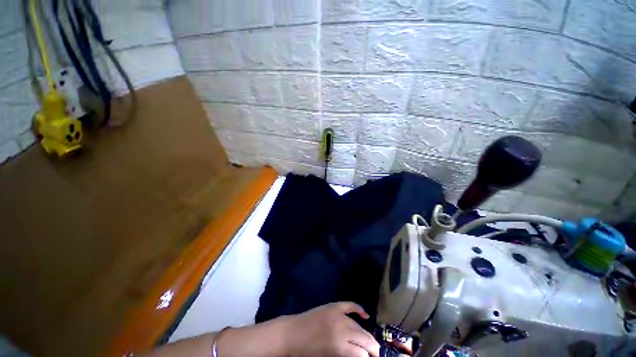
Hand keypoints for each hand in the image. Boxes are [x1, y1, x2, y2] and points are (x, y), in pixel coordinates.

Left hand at [283, 302, 380, 356]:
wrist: (292, 333)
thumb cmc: (307, 352)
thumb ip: (346, 355)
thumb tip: (359, 355)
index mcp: (340, 346)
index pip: (362, 354)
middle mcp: (342, 329)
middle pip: (364, 339)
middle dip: (373, 348)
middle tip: (376, 354)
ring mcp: (338, 314)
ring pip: (359, 325)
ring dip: (367, 334)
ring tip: (372, 342)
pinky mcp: (334, 306)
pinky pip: (349, 305)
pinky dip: (358, 309)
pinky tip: (365, 315)